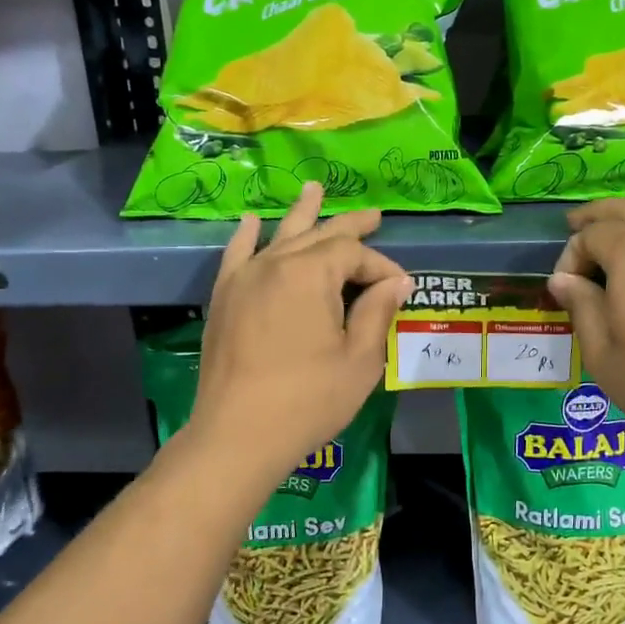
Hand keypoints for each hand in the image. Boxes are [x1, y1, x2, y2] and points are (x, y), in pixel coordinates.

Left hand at [187, 183, 410, 481]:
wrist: (237, 435)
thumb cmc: (308, 400)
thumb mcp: (359, 359)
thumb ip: (377, 312)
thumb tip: (396, 282)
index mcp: (310, 274)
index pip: (353, 253)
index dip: (380, 267)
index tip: (400, 290)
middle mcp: (274, 264)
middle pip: (319, 235)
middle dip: (350, 227)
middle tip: (374, 215)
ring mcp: (244, 279)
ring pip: (280, 236)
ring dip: (302, 214)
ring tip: (314, 188)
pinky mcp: (225, 298)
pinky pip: (237, 255)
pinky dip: (247, 236)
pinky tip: (254, 221)